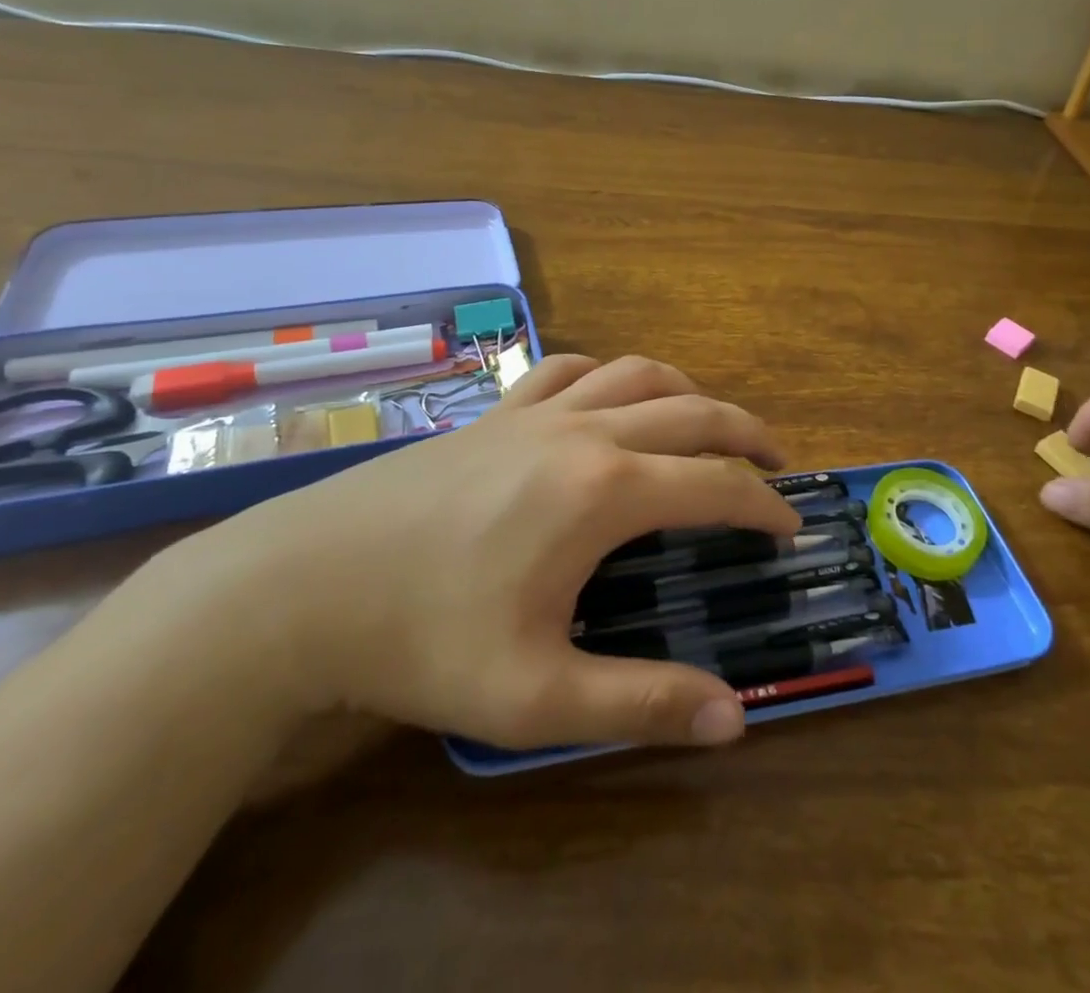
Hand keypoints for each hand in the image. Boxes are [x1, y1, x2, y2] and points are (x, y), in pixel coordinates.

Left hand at [184, 355, 799, 750]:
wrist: (300, 586)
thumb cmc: (422, 640)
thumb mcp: (536, 695)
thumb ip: (640, 703)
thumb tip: (734, 719)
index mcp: (603, 491)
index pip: (714, 483)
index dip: (763, 504)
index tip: (789, 526)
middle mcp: (582, 432)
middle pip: (691, 411)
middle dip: (746, 432)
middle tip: (776, 462)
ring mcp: (534, 412)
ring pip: (636, 373)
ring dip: (687, 392)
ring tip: (708, 421)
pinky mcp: (494, 411)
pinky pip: (570, 369)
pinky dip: (611, 373)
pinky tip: (610, 395)